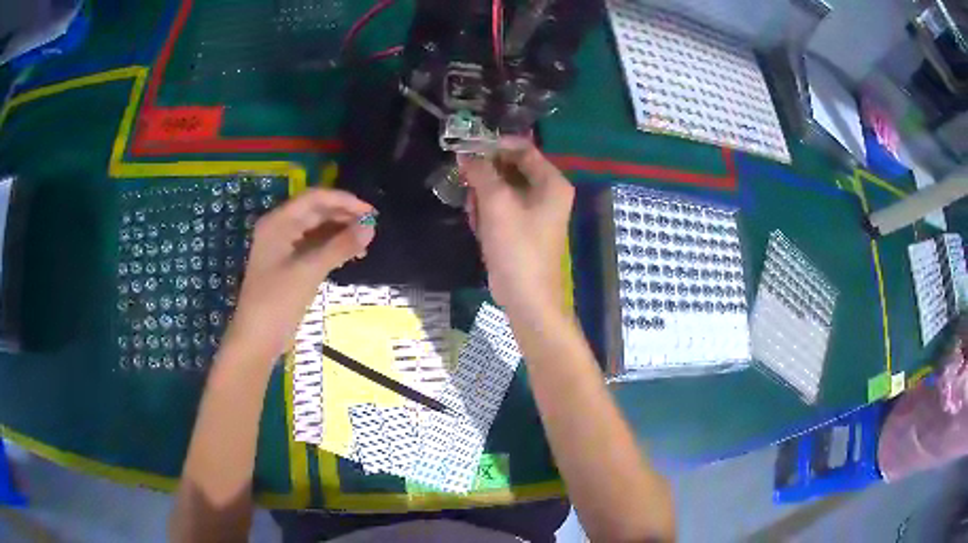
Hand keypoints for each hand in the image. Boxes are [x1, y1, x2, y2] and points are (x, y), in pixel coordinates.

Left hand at [225, 189, 374, 361]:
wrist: (257, 339)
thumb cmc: (277, 301)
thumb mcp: (309, 271)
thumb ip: (340, 246)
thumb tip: (371, 227)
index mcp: (278, 222)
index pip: (315, 198)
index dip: (344, 201)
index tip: (371, 212)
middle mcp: (280, 228)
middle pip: (316, 211)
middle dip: (344, 215)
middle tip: (373, 226)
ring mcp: (284, 246)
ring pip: (317, 228)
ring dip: (340, 231)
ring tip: (366, 240)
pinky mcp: (289, 264)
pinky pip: (314, 246)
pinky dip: (333, 247)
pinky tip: (351, 253)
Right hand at [460, 138, 574, 317]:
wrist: (526, 297)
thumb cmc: (517, 247)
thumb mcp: (497, 204)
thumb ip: (481, 172)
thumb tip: (464, 153)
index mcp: (552, 182)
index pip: (523, 149)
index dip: (494, 145)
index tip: (466, 148)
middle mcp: (547, 193)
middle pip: (510, 168)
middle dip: (486, 176)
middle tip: (466, 183)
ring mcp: (534, 212)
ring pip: (501, 189)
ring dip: (483, 197)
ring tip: (476, 214)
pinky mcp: (521, 228)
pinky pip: (500, 208)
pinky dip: (487, 213)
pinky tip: (479, 228)